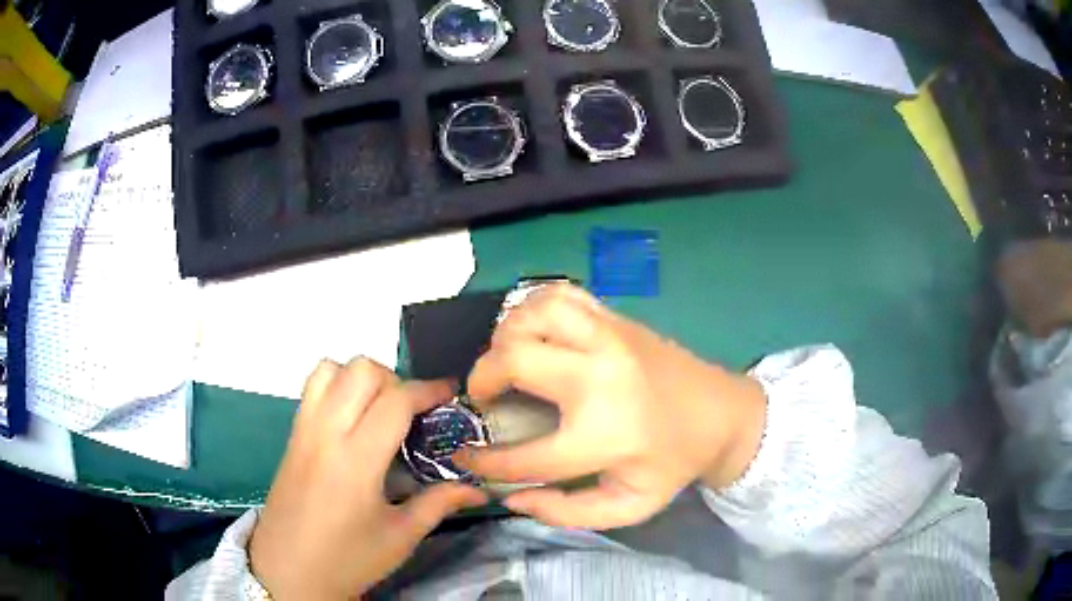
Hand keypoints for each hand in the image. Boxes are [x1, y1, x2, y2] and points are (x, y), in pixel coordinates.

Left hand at [249, 358, 486, 599]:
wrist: (287, 572)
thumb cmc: (347, 560)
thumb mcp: (400, 537)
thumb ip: (439, 503)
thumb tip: (480, 489)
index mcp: (356, 461)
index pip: (395, 400)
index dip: (428, 390)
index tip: (450, 394)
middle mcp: (325, 433)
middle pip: (361, 371)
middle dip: (395, 379)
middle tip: (412, 412)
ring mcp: (303, 430)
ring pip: (331, 368)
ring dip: (361, 378)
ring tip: (378, 410)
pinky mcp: (291, 435)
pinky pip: (312, 387)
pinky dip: (336, 384)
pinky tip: (351, 419)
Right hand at [455, 284, 765, 529]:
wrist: (721, 414)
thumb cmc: (673, 462)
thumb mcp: (629, 506)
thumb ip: (567, 512)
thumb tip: (511, 497)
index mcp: (604, 436)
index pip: (522, 454)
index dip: (483, 461)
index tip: (463, 456)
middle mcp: (601, 379)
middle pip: (515, 360)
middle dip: (482, 379)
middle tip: (484, 398)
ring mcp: (609, 339)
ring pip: (533, 314)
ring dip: (506, 335)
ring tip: (508, 359)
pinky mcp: (616, 319)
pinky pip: (562, 294)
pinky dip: (534, 307)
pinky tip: (535, 331)